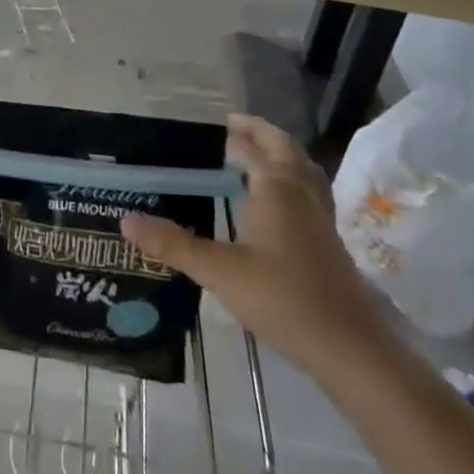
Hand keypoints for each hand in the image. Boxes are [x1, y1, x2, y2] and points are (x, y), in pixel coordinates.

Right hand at [122, 113, 390, 383]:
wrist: (348, 347)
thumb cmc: (282, 299)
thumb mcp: (219, 271)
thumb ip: (173, 245)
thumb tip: (126, 219)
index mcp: (277, 188)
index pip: (253, 147)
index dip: (234, 134)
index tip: (211, 126)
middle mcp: (301, 193)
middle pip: (284, 148)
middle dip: (259, 134)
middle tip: (231, 129)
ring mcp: (320, 217)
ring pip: (302, 169)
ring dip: (279, 154)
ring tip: (254, 155)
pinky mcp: (328, 240)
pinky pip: (309, 191)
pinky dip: (291, 179)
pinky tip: (277, 201)